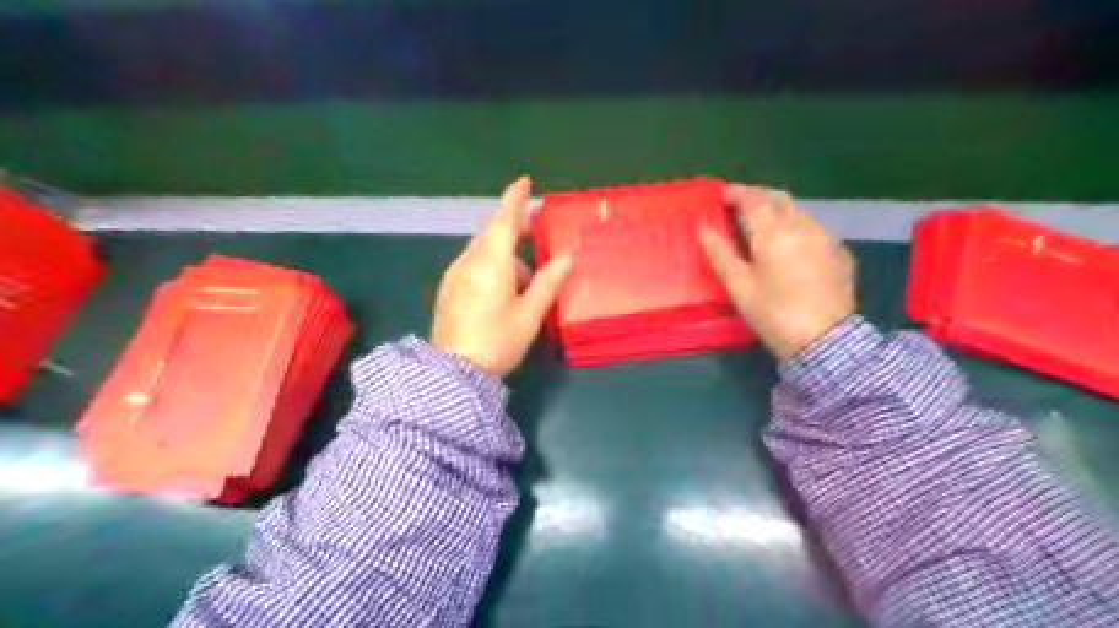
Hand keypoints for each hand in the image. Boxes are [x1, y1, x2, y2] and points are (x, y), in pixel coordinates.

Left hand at [426, 177, 572, 376]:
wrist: (452, 373)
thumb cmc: (496, 342)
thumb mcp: (529, 315)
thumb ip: (547, 283)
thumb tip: (565, 258)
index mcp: (490, 263)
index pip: (503, 220)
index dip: (514, 199)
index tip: (525, 182)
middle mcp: (468, 262)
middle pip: (491, 233)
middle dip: (512, 228)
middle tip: (534, 233)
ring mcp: (454, 276)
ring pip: (482, 251)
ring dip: (504, 255)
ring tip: (525, 283)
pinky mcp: (448, 290)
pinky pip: (472, 265)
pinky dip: (490, 267)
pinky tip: (502, 292)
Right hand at [698, 184, 859, 360]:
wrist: (826, 342)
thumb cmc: (774, 314)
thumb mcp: (739, 286)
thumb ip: (720, 253)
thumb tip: (703, 227)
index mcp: (775, 233)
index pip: (753, 200)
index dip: (737, 193)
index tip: (722, 194)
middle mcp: (803, 226)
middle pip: (779, 199)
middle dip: (758, 196)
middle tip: (740, 203)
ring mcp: (826, 238)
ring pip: (798, 212)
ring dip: (778, 211)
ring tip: (762, 224)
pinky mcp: (840, 253)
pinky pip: (813, 229)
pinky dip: (796, 227)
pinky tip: (789, 244)